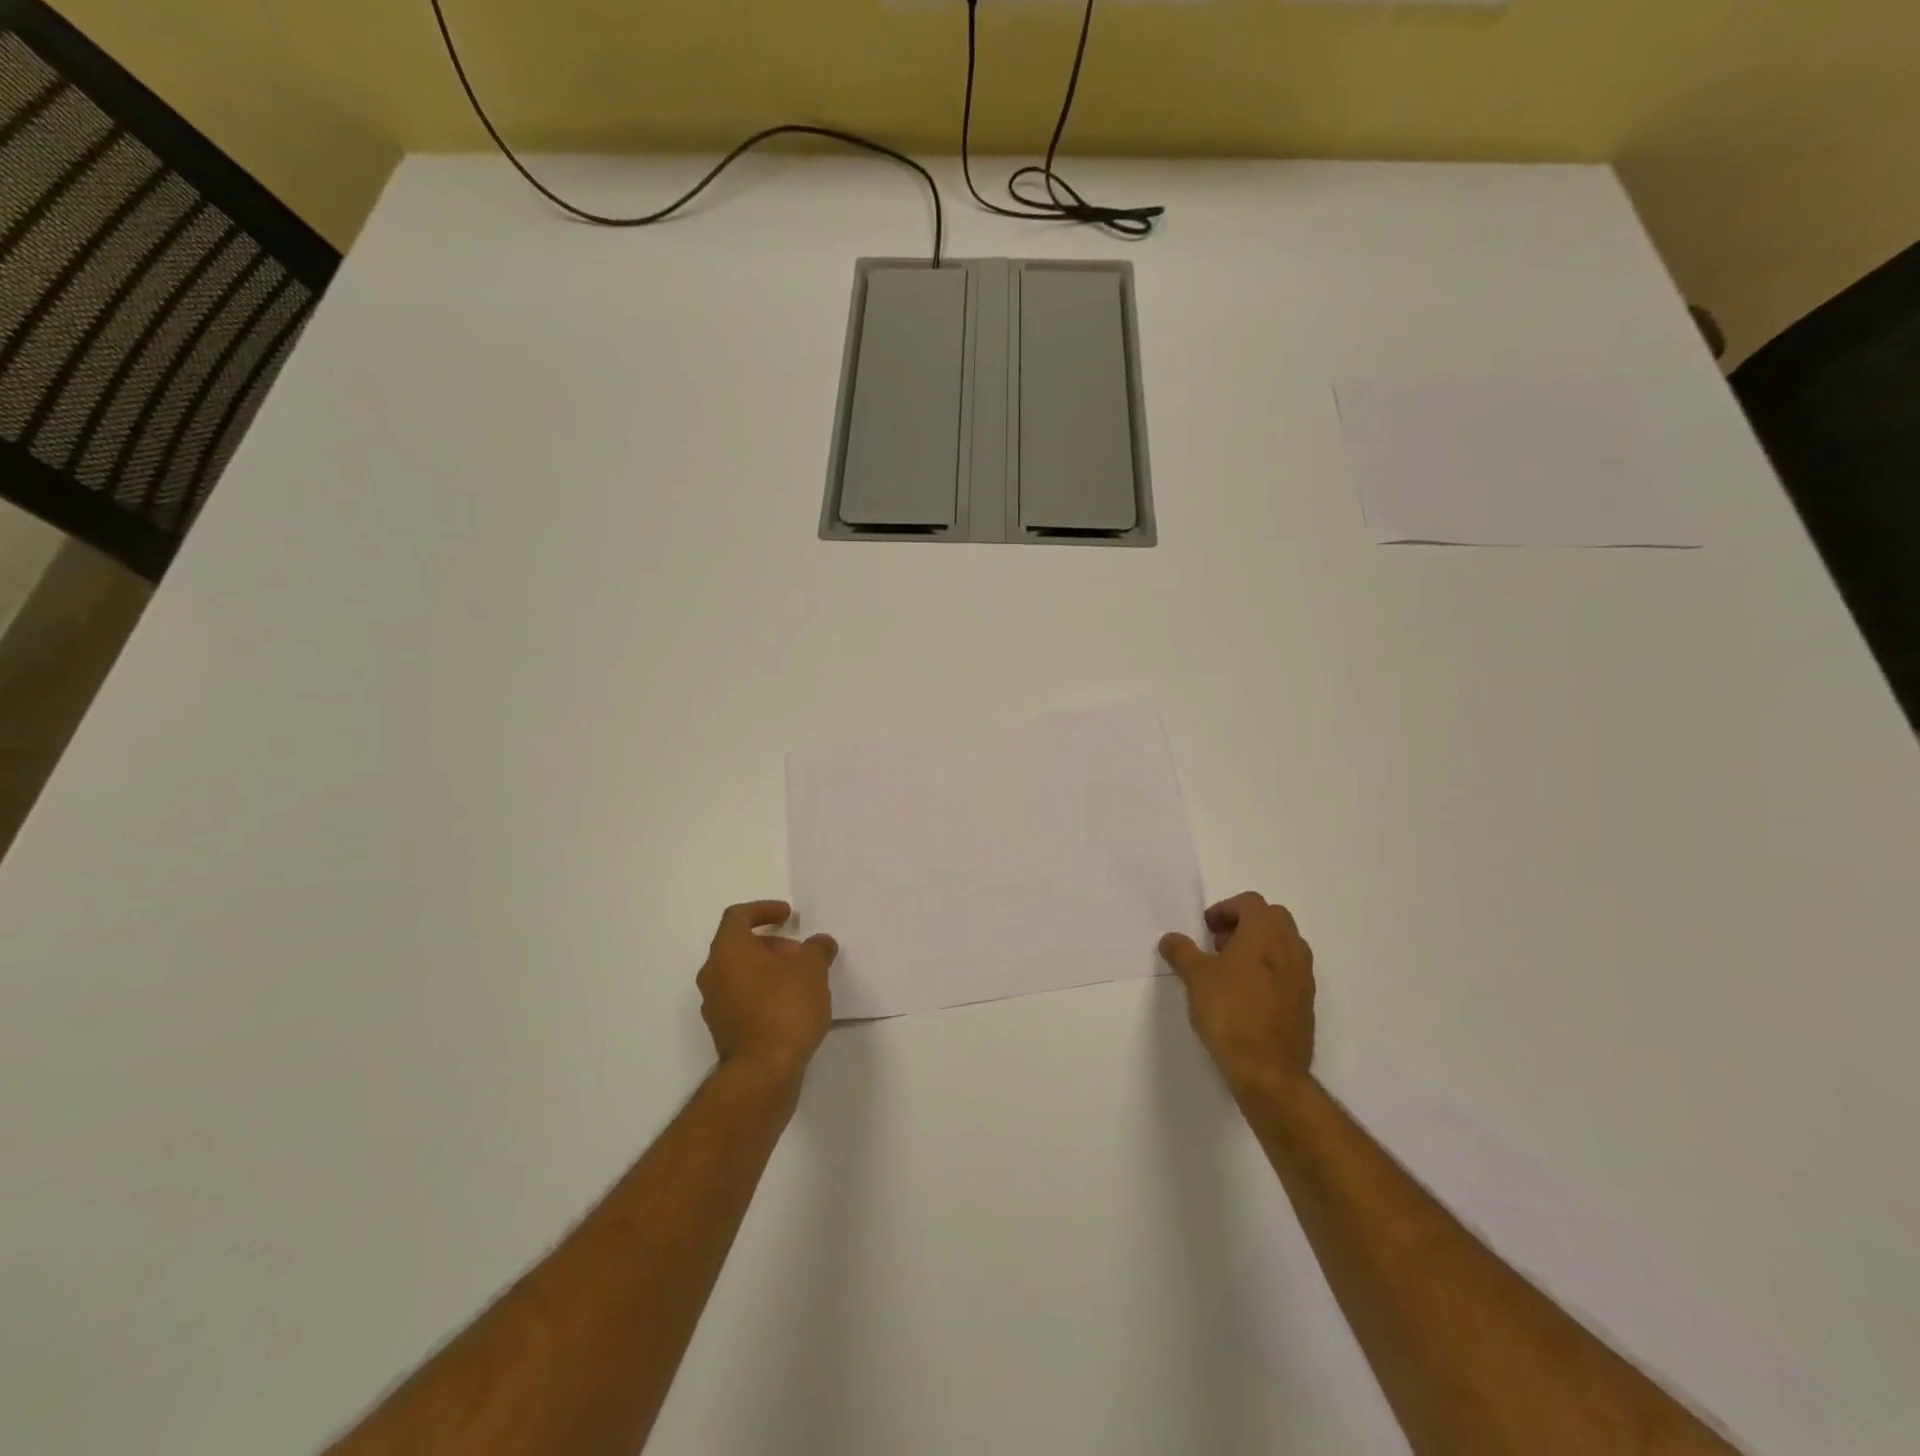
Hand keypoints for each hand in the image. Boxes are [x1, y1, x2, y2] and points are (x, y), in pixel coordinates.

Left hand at [697, 901, 838, 1083]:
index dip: (764, 910)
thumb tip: (820, 943)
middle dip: (770, 944)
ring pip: (739, 974)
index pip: (737, 916)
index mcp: (728, 950)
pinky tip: (790, 1006)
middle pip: (738, 946)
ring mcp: (714, 1005)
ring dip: (767, 970)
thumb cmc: (785, 1007)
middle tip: (799, 953)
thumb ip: (817, 949)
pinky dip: (762, 993)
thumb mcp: (812, 969)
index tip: (789, 915)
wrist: (764, 1071)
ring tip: (800, 980)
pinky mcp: (723, 1031)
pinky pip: (741, 999)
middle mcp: (713, 974)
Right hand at [1159, 892, 1314, 1092]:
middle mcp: (1290, 948)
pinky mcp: (1306, 1001)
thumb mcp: (1195, 978)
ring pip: (1285, 943)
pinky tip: (1248, 994)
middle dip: (1245, 923)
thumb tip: (1171, 939)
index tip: (1207, 928)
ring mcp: (1303, 976)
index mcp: (1264, 934)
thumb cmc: (1229, 1013)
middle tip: (1220, 944)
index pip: (1250, 902)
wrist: (1268, 1070)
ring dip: (1260, 945)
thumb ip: (1181, 952)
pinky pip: (1290, 970)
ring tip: (1232, 970)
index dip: (1225, 909)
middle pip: (1273, 918)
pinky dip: (1271, 969)